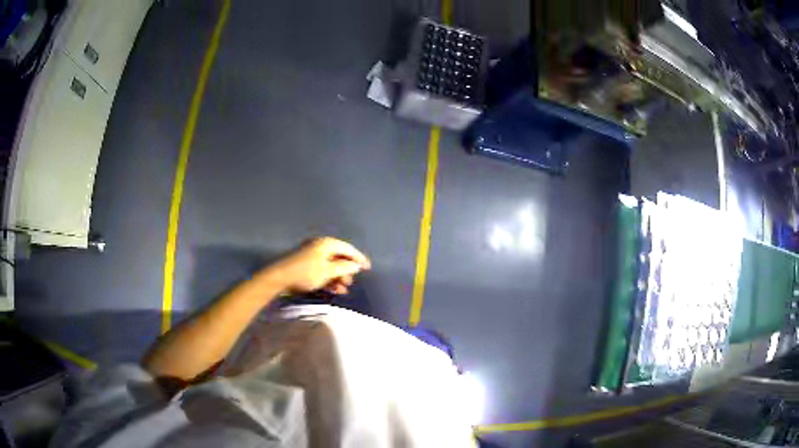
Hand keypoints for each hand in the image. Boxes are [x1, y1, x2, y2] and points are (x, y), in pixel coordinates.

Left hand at [263, 237, 370, 294]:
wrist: (279, 278)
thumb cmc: (305, 273)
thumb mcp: (328, 272)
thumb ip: (344, 268)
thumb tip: (356, 265)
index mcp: (326, 243)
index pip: (347, 248)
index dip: (358, 258)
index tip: (367, 268)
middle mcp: (319, 246)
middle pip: (339, 258)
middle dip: (346, 271)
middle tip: (350, 282)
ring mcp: (311, 256)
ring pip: (330, 266)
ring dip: (338, 278)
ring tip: (342, 290)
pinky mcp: (305, 266)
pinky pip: (322, 271)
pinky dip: (329, 279)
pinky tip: (333, 290)